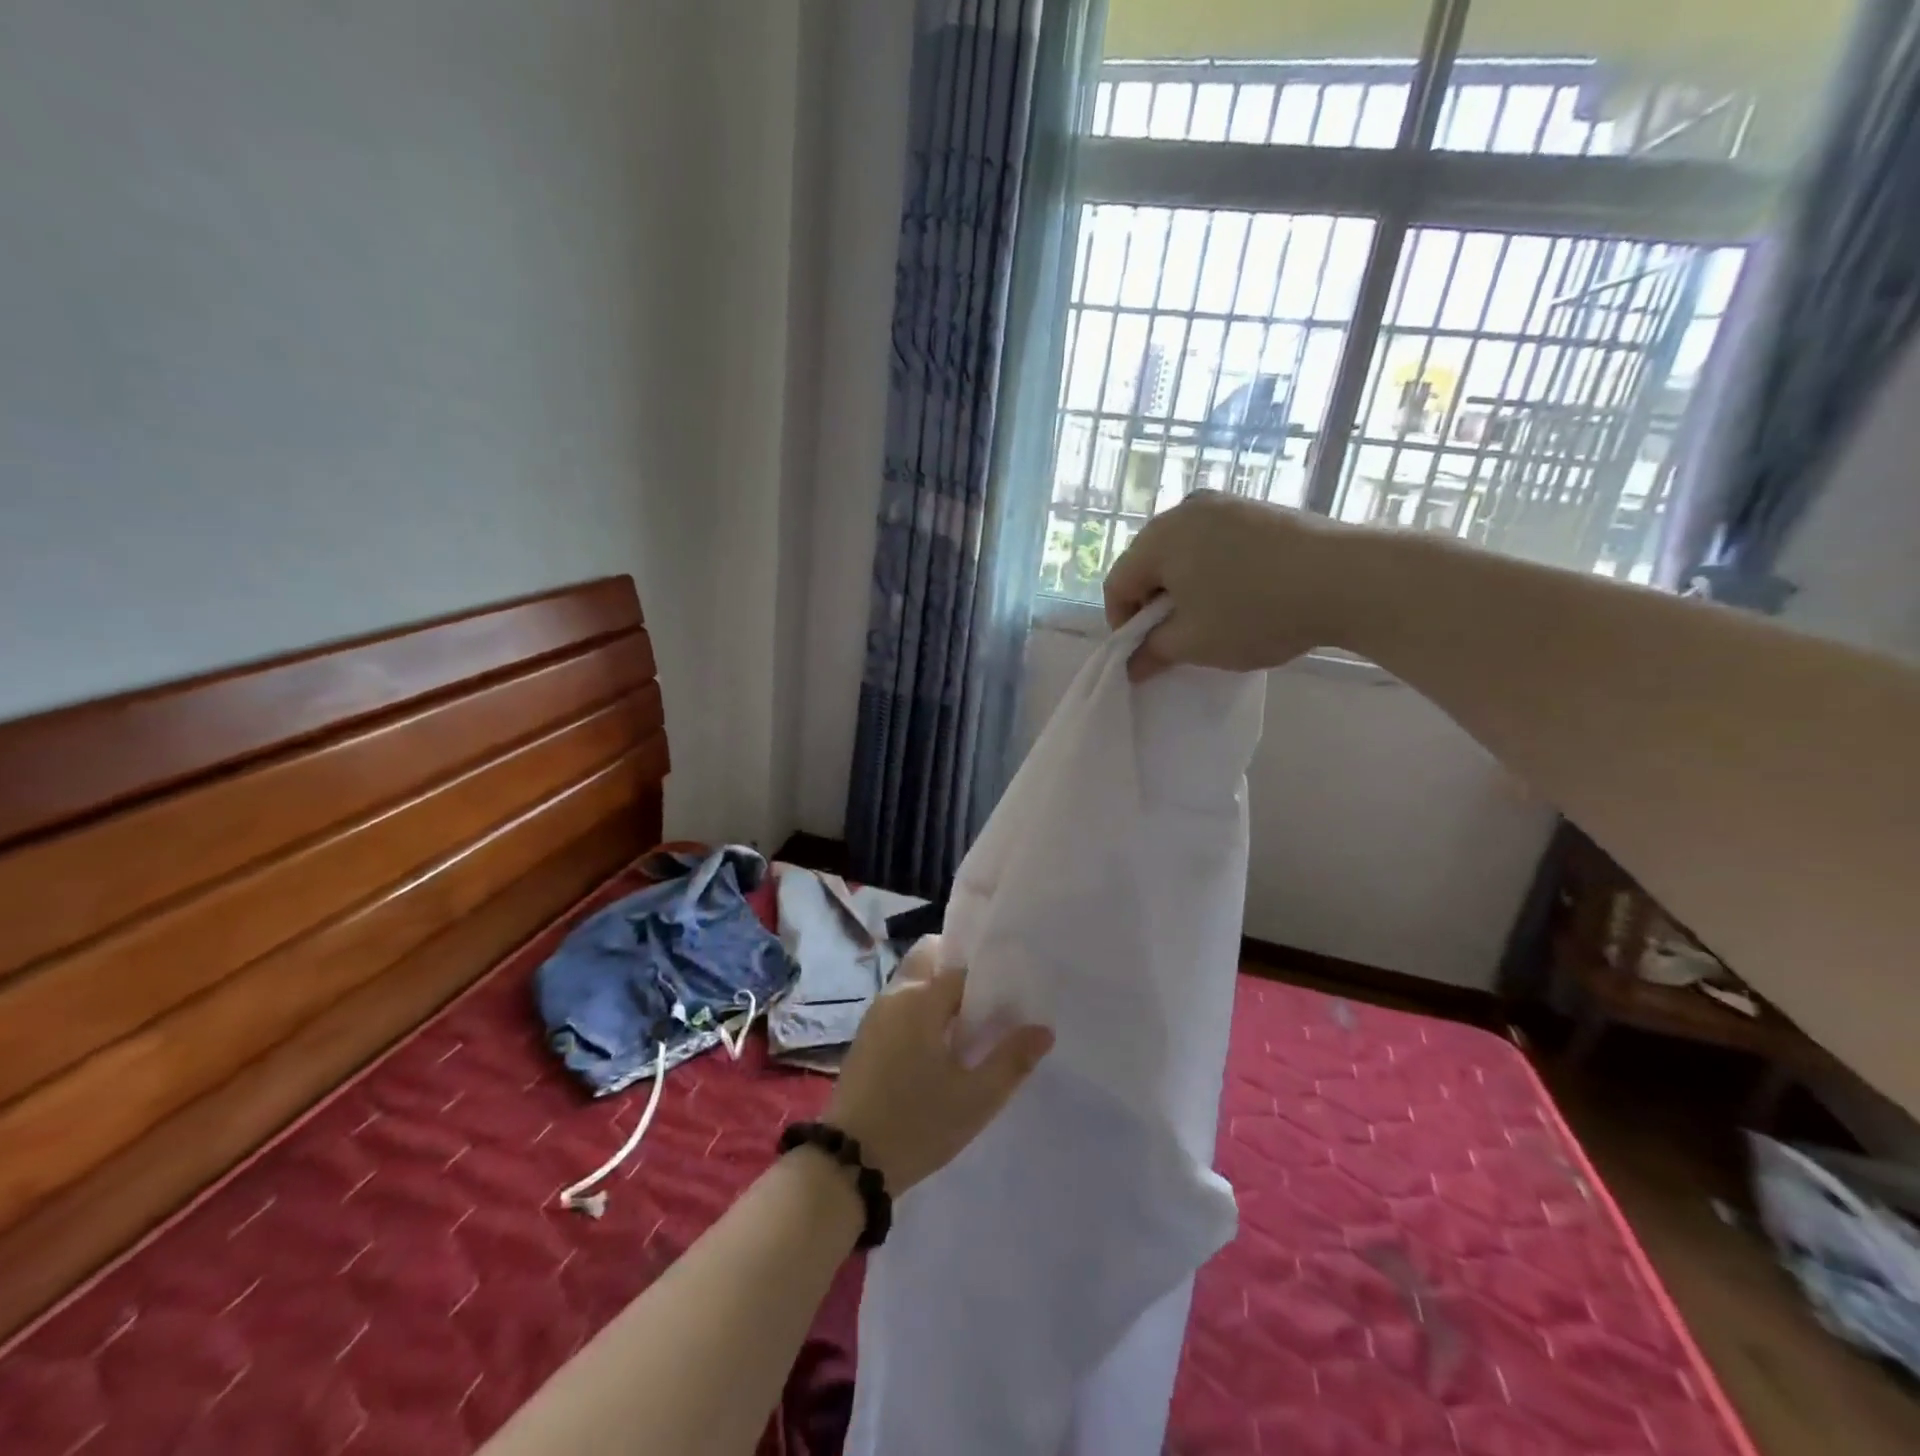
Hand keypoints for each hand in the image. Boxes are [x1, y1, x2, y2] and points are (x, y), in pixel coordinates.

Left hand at [825, 936, 1052, 1193]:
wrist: (850, 1163)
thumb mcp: (976, 1099)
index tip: (1013, 987)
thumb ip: (1012, 1060)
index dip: (989, 973)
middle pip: (929, 958)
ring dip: (939, 990)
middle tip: (989, 999)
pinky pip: (900, 1004)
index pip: (961, 965)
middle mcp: (895, 995)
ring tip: (971, 1023)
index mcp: (921, 998)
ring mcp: (876, 1014)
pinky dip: (921, 1009)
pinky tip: (941, 1044)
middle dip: (958, 968)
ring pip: (913, 980)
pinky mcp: (867, 1036)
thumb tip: (1043, 1030)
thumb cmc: (918, 1124)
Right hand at [1104, 491, 1357, 679]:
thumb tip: (1132, 665)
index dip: (1122, 625)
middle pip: (1148, 565)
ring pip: (1184, 554)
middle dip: (1154, 606)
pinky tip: (1241, 597)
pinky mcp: (1258, 510)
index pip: (1118, 584)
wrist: (1349, 579)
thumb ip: (1152, 653)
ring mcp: (1225, 504)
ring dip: (1185, 590)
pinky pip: (1216, 544)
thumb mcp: (1194, 643)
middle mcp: (1185, 509)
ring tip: (1213, 620)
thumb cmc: (1255, 612)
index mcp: (1158, 537)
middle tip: (1177, 640)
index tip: (1145, 654)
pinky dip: (1214, 573)